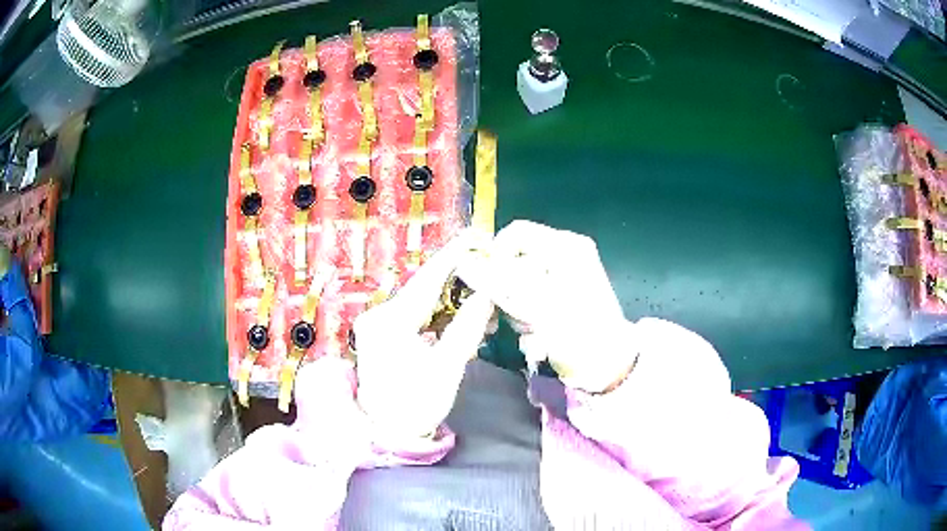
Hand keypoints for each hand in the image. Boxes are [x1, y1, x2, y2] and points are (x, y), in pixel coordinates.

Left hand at [353, 230, 494, 442]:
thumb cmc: (417, 405)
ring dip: (449, 300)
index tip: (476, 237)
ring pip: (420, 302)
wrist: (387, 432)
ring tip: (480, 297)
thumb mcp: (448, 367)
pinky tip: (457, 316)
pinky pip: (413, 316)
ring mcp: (377, 325)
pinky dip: (436, 315)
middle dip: (456, 280)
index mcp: (392, 322)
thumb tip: (488, 295)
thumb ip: (468, 327)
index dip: (454, 256)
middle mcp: (379, 316)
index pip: (428, 280)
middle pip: (423, 289)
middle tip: (487, 270)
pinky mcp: (381, 334)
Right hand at [462, 221, 635, 392]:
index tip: (488, 285)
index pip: (516, 233)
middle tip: (518, 316)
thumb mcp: (538, 305)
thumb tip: (464, 264)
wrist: (607, 366)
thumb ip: (499, 282)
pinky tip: (537, 335)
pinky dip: (526, 317)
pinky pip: (528, 298)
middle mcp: (564, 254)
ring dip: (517, 309)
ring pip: (517, 282)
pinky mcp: (559, 297)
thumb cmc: (578, 332)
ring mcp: (563, 276)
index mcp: (565, 246)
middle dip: (508, 290)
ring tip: (532, 330)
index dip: (496, 256)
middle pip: (515, 259)